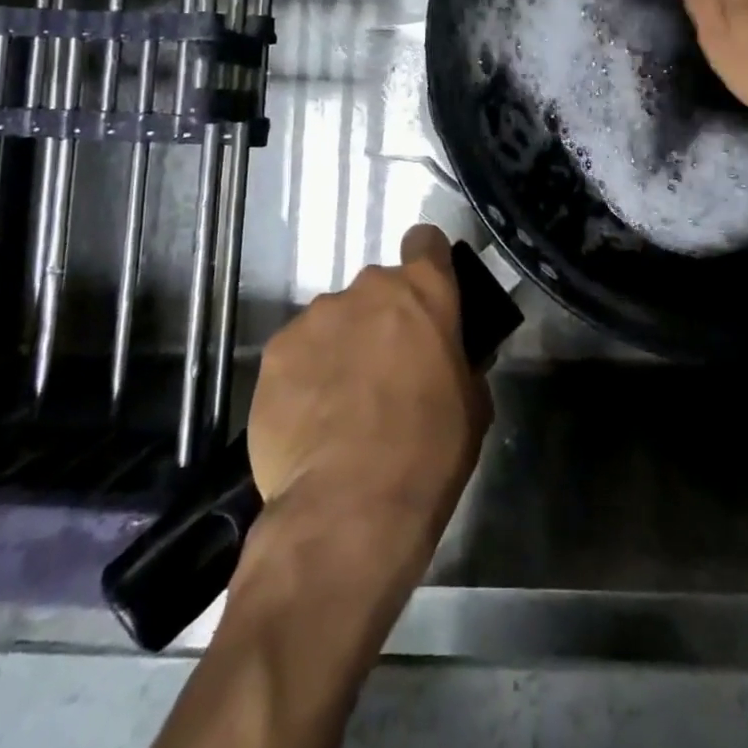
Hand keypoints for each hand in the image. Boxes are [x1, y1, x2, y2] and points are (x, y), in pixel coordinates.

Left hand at [247, 224, 490, 555]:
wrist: (349, 506)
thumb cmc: (429, 450)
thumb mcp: (472, 403)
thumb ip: (460, 362)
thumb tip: (448, 360)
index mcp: (423, 290)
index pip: (426, 241)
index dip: (428, 263)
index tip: (427, 297)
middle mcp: (367, 288)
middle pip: (377, 289)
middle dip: (382, 319)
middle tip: (385, 371)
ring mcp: (316, 316)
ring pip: (334, 320)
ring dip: (341, 347)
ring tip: (340, 405)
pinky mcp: (275, 352)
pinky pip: (297, 353)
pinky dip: (304, 376)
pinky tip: (308, 422)